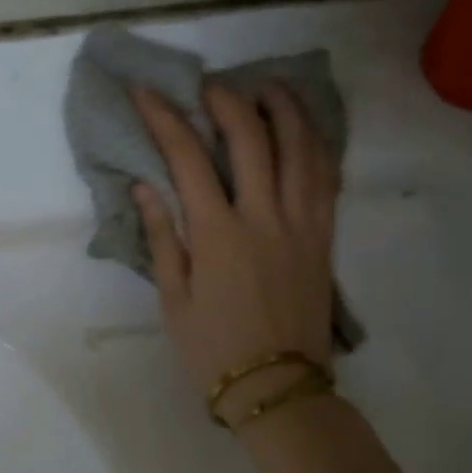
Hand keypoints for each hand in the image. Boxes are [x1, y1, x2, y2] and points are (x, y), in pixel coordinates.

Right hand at [131, 83, 338, 422]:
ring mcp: (302, 224)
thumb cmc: (213, 349)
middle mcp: (264, 217)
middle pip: (251, 138)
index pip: (188, 158)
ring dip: (284, 109)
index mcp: (218, 235)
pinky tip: (306, 131)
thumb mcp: (173, 299)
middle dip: (226, 100)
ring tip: (268, 87)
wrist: (277, 388)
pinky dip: (317, 145)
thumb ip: (162, 238)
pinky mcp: (324, 237)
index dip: (164, 118)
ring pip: (301, 148)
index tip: (145, 92)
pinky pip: (326, 178)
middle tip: (209, 84)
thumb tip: (146, 186)